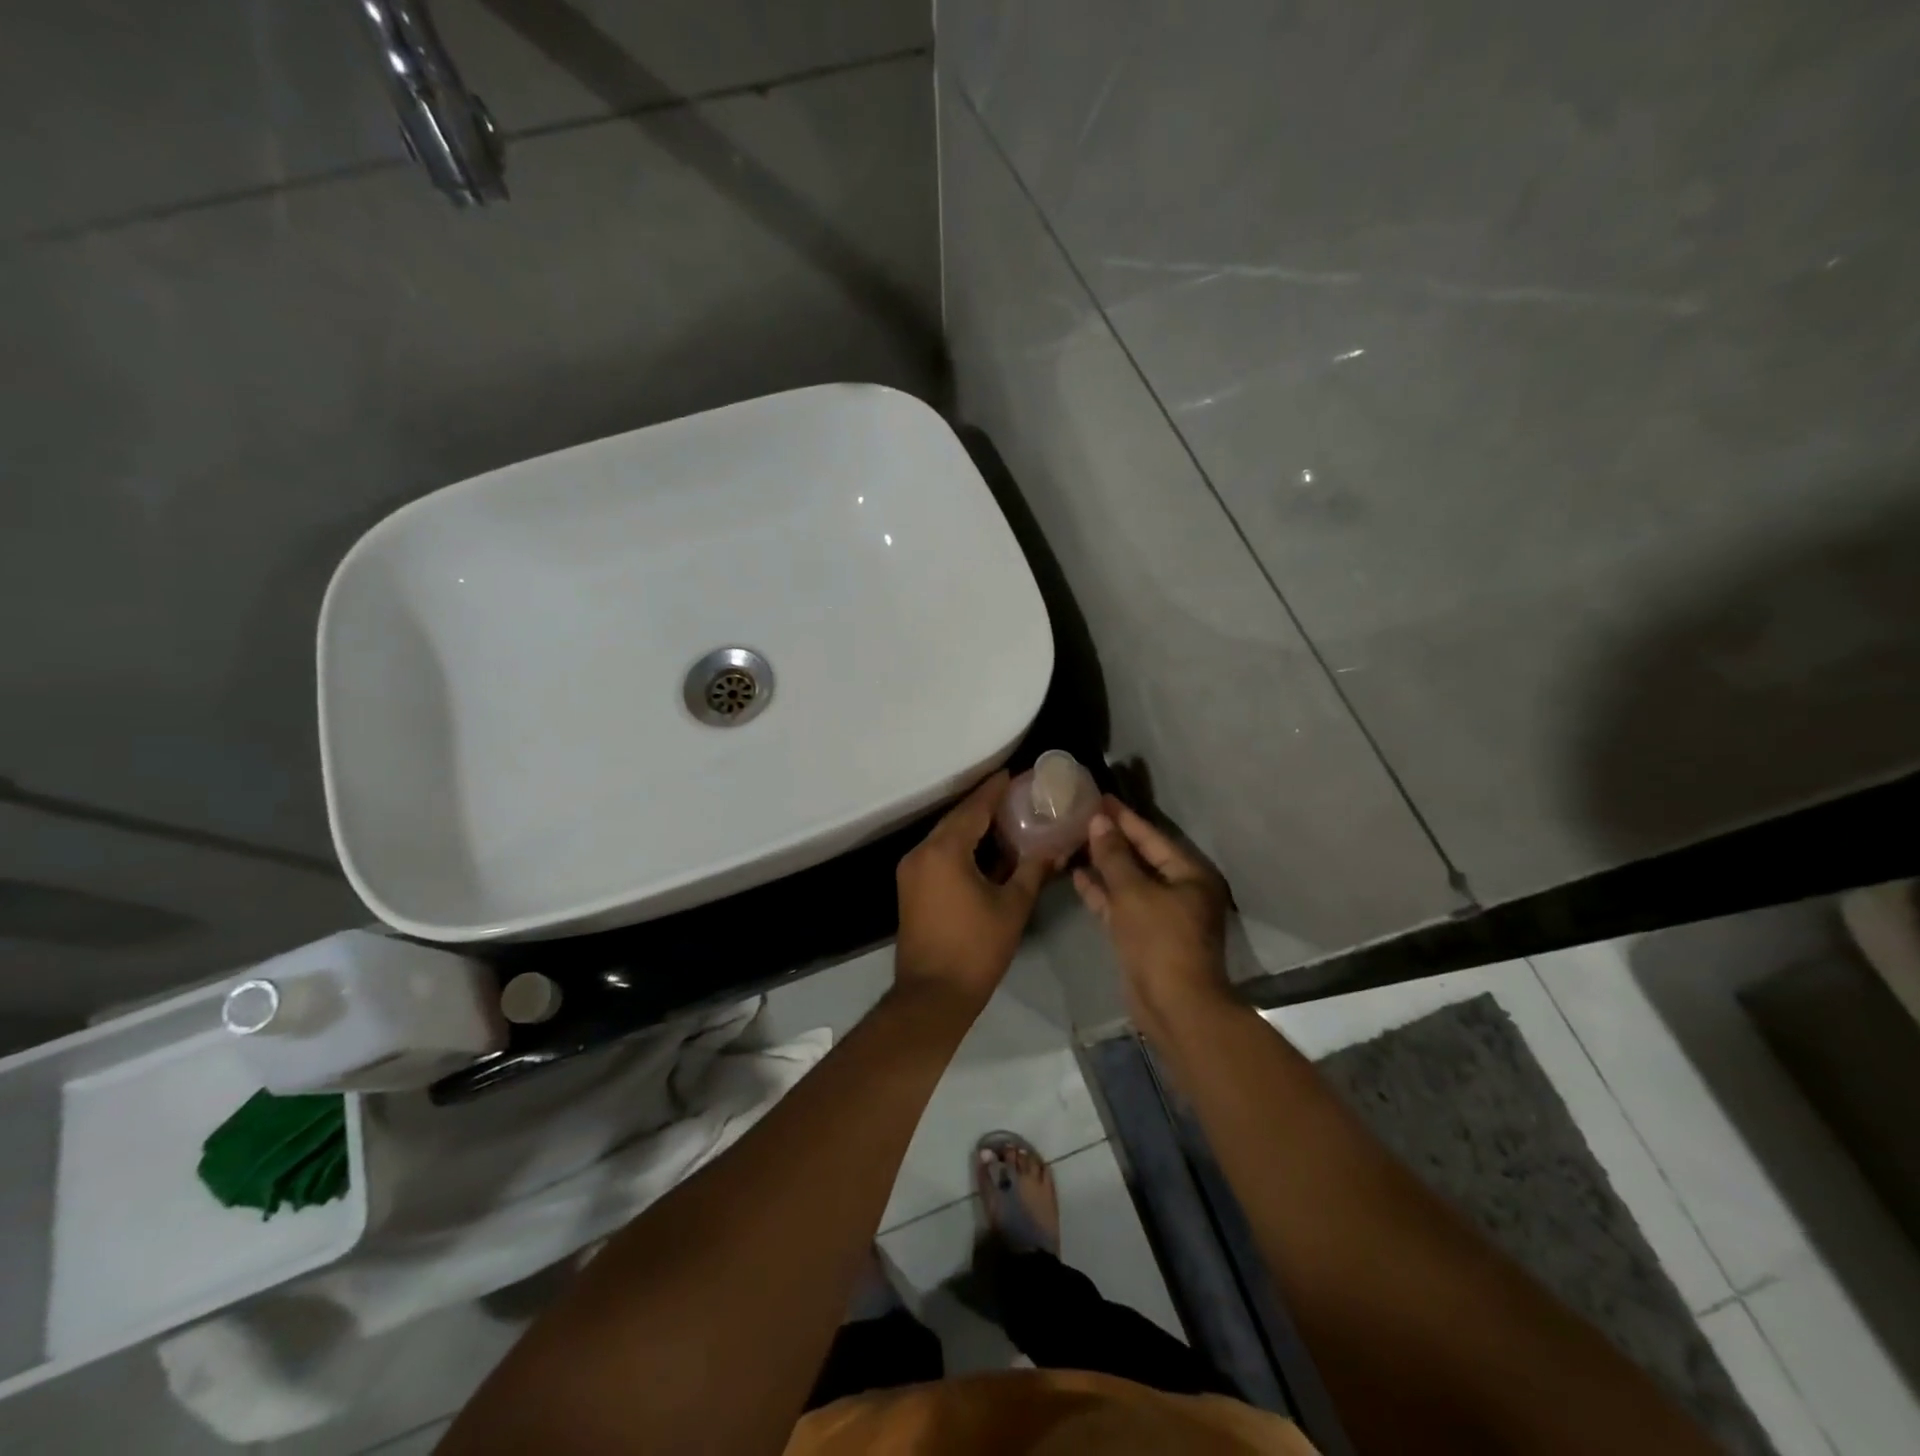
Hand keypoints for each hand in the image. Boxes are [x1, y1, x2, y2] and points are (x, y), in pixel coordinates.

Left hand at [894, 773, 1054, 1010]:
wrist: (932, 994)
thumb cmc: (976, 948)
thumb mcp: (1012, 906)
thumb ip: (1033, 870)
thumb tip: (1054, 848)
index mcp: (945, 850)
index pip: (973, 809)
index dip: (994, 790)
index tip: (1012, 774)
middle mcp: (921, 852)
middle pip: (956, 819)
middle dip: (983, 806)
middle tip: (1013, 795)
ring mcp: (911, 870)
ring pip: (945, 836)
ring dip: (971, 826)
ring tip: (1004, 818)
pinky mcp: (910, 887)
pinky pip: (937, 854)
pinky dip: (960, 846)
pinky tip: (984, 849)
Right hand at [1073, 798, 1232, 1036]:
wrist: (1173, 1005)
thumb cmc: (1159, 940)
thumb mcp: (1133, 892)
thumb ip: (1114, 856)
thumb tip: (1099, 822)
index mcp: (1189, 875)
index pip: (1152, 836)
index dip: (1125, 817)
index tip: (1101, 797)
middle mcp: (1180, 891)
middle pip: (1142, 857)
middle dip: (1112, 839)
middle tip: (1083, 815)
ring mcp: (1162, 915)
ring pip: (1129, 882)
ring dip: (1104, 865)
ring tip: (1074, 840)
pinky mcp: (1144, 936)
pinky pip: (1121, 904)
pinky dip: (1102, 892)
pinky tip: (1077, 876)